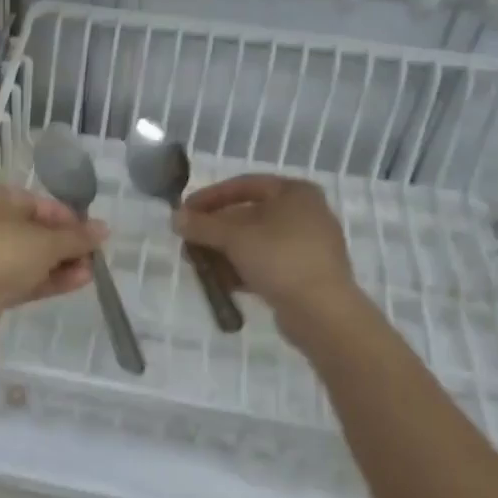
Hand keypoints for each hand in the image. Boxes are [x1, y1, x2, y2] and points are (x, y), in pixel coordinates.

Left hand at [0, 184, 105, 344]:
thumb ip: (77, 237)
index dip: (71, 219)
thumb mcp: (46, 242)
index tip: (95, 234)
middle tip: (96, 257)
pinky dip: (49, 280)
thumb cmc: (1, 253)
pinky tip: (77, 283)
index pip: (41, 204)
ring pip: (31, 257)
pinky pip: (24, 278)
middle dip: (68, 245)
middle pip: (37, 231)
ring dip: (62, 264)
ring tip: (92, 273)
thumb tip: (104, 228)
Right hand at [173, 176, 357, 335]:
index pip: (244, 185)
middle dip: (215, 230)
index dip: (210, 197)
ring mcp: (309, 245)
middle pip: (249, 215)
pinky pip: (268, 263)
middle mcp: (306, 213)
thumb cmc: (280, 259)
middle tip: (189, 242)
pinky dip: (244, 268)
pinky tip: (222, 283)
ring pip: (256, 242)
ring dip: (225, 252)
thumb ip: (202, 225)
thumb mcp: (234, 238)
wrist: (323, 312)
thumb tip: (175, 218)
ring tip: (200, 266)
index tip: (185, 212)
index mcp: (295, 192)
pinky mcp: (306, 274)